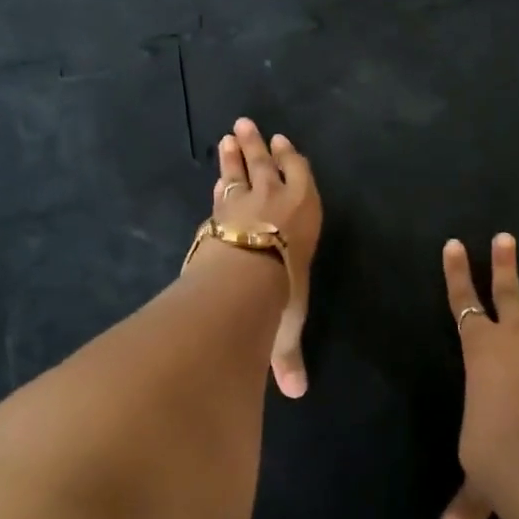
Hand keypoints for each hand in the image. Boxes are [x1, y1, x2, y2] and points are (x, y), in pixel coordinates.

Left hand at [211, 117, 321, 398]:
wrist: (245, 277)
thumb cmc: (281, 293)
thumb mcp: (288, 325)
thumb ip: (287, 355)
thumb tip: (296, 393)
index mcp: (303, 218)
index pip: (300, 179)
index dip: (291, 161)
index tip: (283, 142)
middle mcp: (277, 201)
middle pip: (267, 165)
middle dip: (258, 147)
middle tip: (247, 125)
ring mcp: (244, 202)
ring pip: (241, 170)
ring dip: (236, 152)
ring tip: (230, 134)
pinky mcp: (218, 211)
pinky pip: (221, 188)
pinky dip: (219, 177)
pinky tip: (215, 172)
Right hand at [437, 233, 518, 518]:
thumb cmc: (491, 455)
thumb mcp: (476, 478)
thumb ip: (467, 502)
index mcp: (481, 351)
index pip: (461, 303)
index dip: (455, 273)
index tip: (454, 243)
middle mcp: (516, 344)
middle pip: (508, 294)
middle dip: (505, 265)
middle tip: (507, 237)